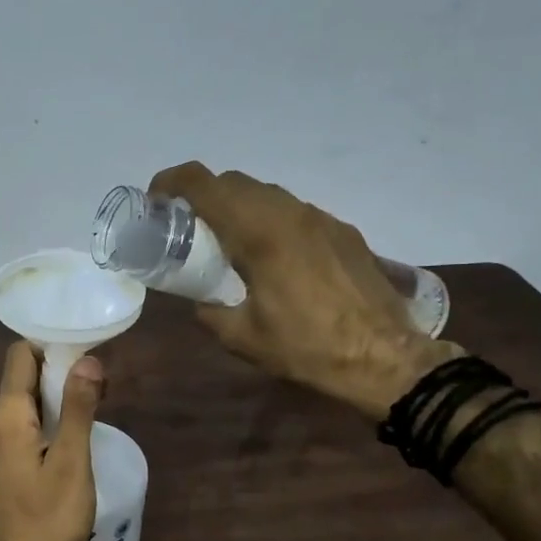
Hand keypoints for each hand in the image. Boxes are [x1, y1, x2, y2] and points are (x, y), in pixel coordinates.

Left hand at [0, 342, 105, 540]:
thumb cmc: (51, 518)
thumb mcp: (73, 461)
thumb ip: (79, 407)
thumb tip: (88, 360)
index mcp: (6, 417)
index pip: (20, 356)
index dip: (51, 347)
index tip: (85, 353)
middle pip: (22, 377)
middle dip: (59, 371)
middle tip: (99, 384)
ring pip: (25, 402)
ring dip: (56, 397)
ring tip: (94, 407)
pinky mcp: (3, 463)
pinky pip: (24, 425)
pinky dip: (48, 419)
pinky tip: (73, 435)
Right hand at [149, 162, 459, 418]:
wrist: (384, 358)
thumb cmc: (306, 348)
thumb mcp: (241, 337)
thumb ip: (209, 310)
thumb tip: (199, 300)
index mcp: (258, 234)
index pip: (204, 183)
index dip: (171, 182)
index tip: (156, 201)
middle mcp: (288, 213)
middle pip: (233, 181)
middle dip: (203, 195)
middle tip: (188, 227)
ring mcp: (320, 219)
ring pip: (266, 193)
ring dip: (238, 206)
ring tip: (229, 244)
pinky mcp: (342, 231)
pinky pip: (293, 212)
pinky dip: (270, 221)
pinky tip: (273, 259)